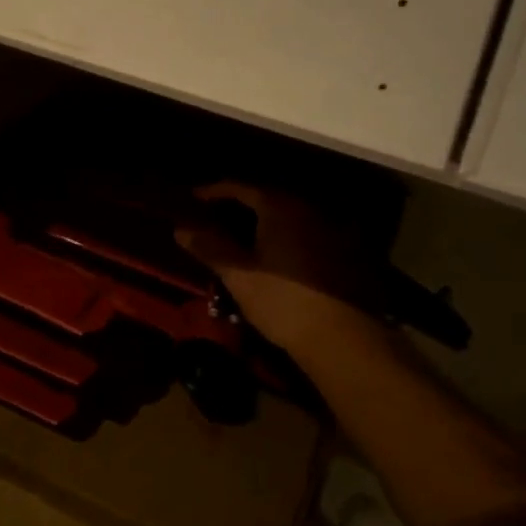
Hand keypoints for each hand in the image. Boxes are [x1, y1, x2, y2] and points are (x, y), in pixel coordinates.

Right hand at [176, 182, 382, 352]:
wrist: (342, 338)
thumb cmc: (282, 301)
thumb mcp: (238, 275)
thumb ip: (209, 247)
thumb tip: (181, 229)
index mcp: (279, 206)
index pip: (239, 187)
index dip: (213, 191)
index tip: (193, 200)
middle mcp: (307, 209)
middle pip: (266, 199)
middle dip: (238, 208)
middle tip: (214, 222)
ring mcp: (330, 230)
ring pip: (288, 218)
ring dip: (264, 224)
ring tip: (242, 242)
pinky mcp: (344, 253)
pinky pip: (305, 235)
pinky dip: (285, 239)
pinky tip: (276, 260)